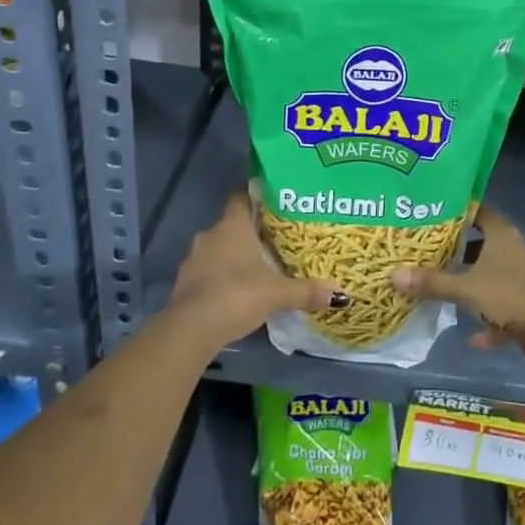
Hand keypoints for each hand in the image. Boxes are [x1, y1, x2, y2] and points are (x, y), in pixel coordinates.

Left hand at [169, 192, 338, 346]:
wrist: (192, 328)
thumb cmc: (237, 294)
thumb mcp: (277, 293)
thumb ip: (306, 291)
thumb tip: (340, 294)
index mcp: (232, 225)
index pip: (241, 197)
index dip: (255, 196)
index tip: (272, 201)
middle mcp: (210, 235)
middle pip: (231, 225)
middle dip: (249, 232)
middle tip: (273, 241)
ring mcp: (193, 259)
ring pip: (217, 249)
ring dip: (232, 256)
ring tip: (256, 268)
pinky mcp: (184, 283)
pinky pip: (207, 271)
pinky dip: (220, 277)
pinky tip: (235, 292)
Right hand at [391, 206, 524, 371]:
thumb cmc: (509, 297)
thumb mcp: (465, 289)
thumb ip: (431, 282)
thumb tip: (394, 274)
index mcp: (503, 235)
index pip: (480, 211)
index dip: (459, 211)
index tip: (435, 215)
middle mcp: (516, 250)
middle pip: (485, 243)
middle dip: (461, 250)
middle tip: (432, 253)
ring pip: (494, 274)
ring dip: (475, 284)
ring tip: (449, 290)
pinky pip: (505, 305)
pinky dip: (491, 318)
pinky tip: (475, 337)